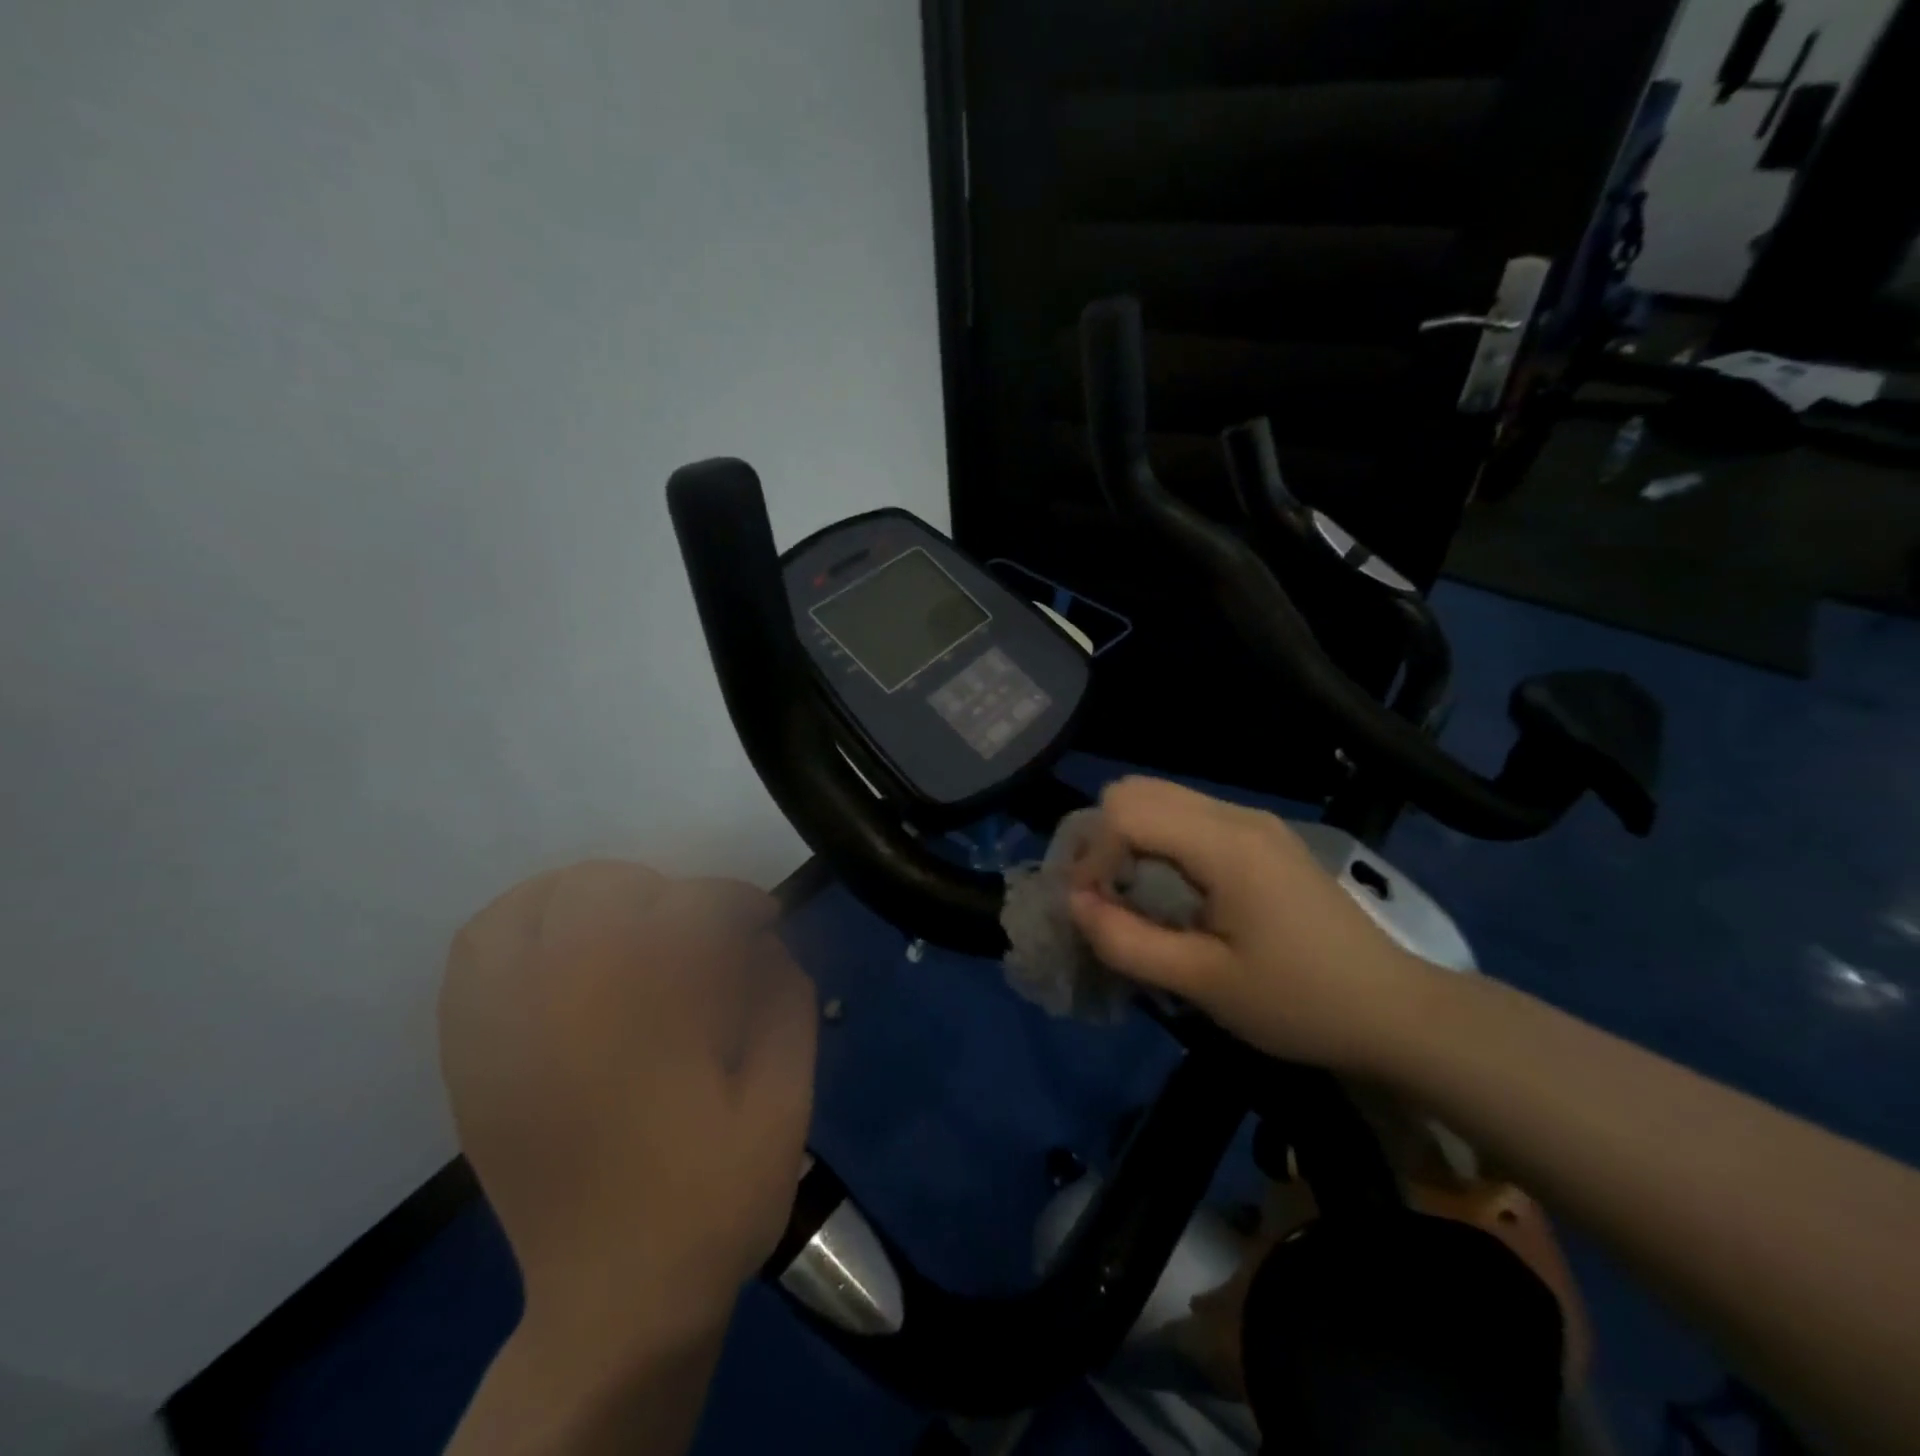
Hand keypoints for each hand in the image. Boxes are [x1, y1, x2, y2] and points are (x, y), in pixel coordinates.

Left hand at [438, 861, 817, 1361]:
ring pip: (527, 907)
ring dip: (587, 894)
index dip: (737, 900)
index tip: (765, 918)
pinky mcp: (473, 1057)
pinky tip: (564, 946)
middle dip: (668, 892)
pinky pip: (476, 953)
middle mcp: (561, 1007)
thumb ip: (786, 1007)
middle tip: (704, 931)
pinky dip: (520, 923)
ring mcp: (504, 1030)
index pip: (690, 907)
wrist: (615, 1299)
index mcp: (646, 1018)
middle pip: (603, 889)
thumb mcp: (784, 1102)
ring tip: (632, 921)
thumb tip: (770, 947)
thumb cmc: (712, 1198)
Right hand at [1068, 777, 1429, 1072]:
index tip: (1094, 909)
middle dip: (1103, 838)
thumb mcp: (1204, 984)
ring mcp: (1253, 821)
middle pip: (1137, 789)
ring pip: (1161, 797)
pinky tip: (1171, 891)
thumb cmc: (1299, 1002)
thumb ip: (1128, 942)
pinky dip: (1158, 842)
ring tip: (1131, 896)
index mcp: (1226, 844)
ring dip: (1129, 839)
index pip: (1126, 810)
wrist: (1394, 1010)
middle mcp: (1237, 815)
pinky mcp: (1261, 837)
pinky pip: (1187, 816)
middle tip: (1103, 895)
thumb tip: (1074, 903)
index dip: (1093, 856)